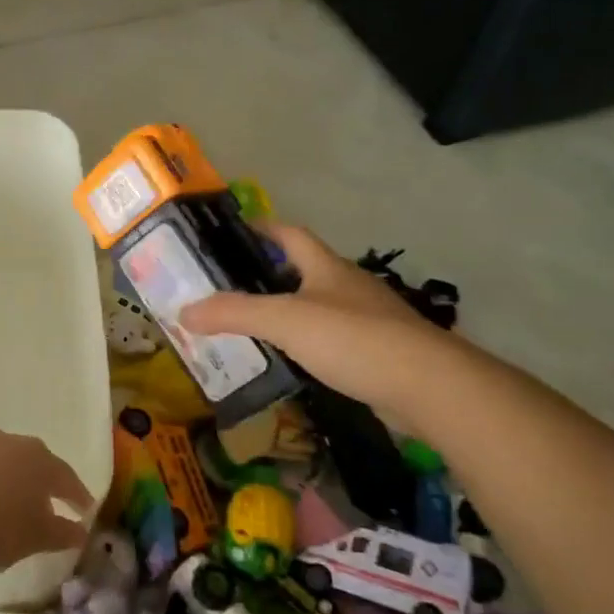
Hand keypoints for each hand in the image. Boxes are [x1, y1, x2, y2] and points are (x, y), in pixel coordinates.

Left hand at [0, 430, 93, 570]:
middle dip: (42, 483)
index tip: (85, 510)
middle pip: (35, 463)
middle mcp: (11, 443)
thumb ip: (60, 533)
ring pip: (2, 462)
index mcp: (39, 460)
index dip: (77, 496)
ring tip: (8, 504)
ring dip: (9, 480)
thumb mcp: (34, 538)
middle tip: (48, 504)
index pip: (67, 477)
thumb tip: (80, 531)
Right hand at [180, 222, 446, 416]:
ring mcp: (368, 319)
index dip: (262, 229)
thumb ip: (234, 313)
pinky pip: (335, 338)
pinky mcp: (379, 352)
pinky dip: (309, 342)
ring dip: (290, 310)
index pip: (290, 234)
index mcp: (327, 267)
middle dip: (270, 273)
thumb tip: (184, 311)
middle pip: (304, 268)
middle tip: (231, 288)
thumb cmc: (353, 339)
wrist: (429, 385)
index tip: (232, 234)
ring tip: (254, 326)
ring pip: (320, 305)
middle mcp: (349, 286)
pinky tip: (293, 360)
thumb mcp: (284, 320)